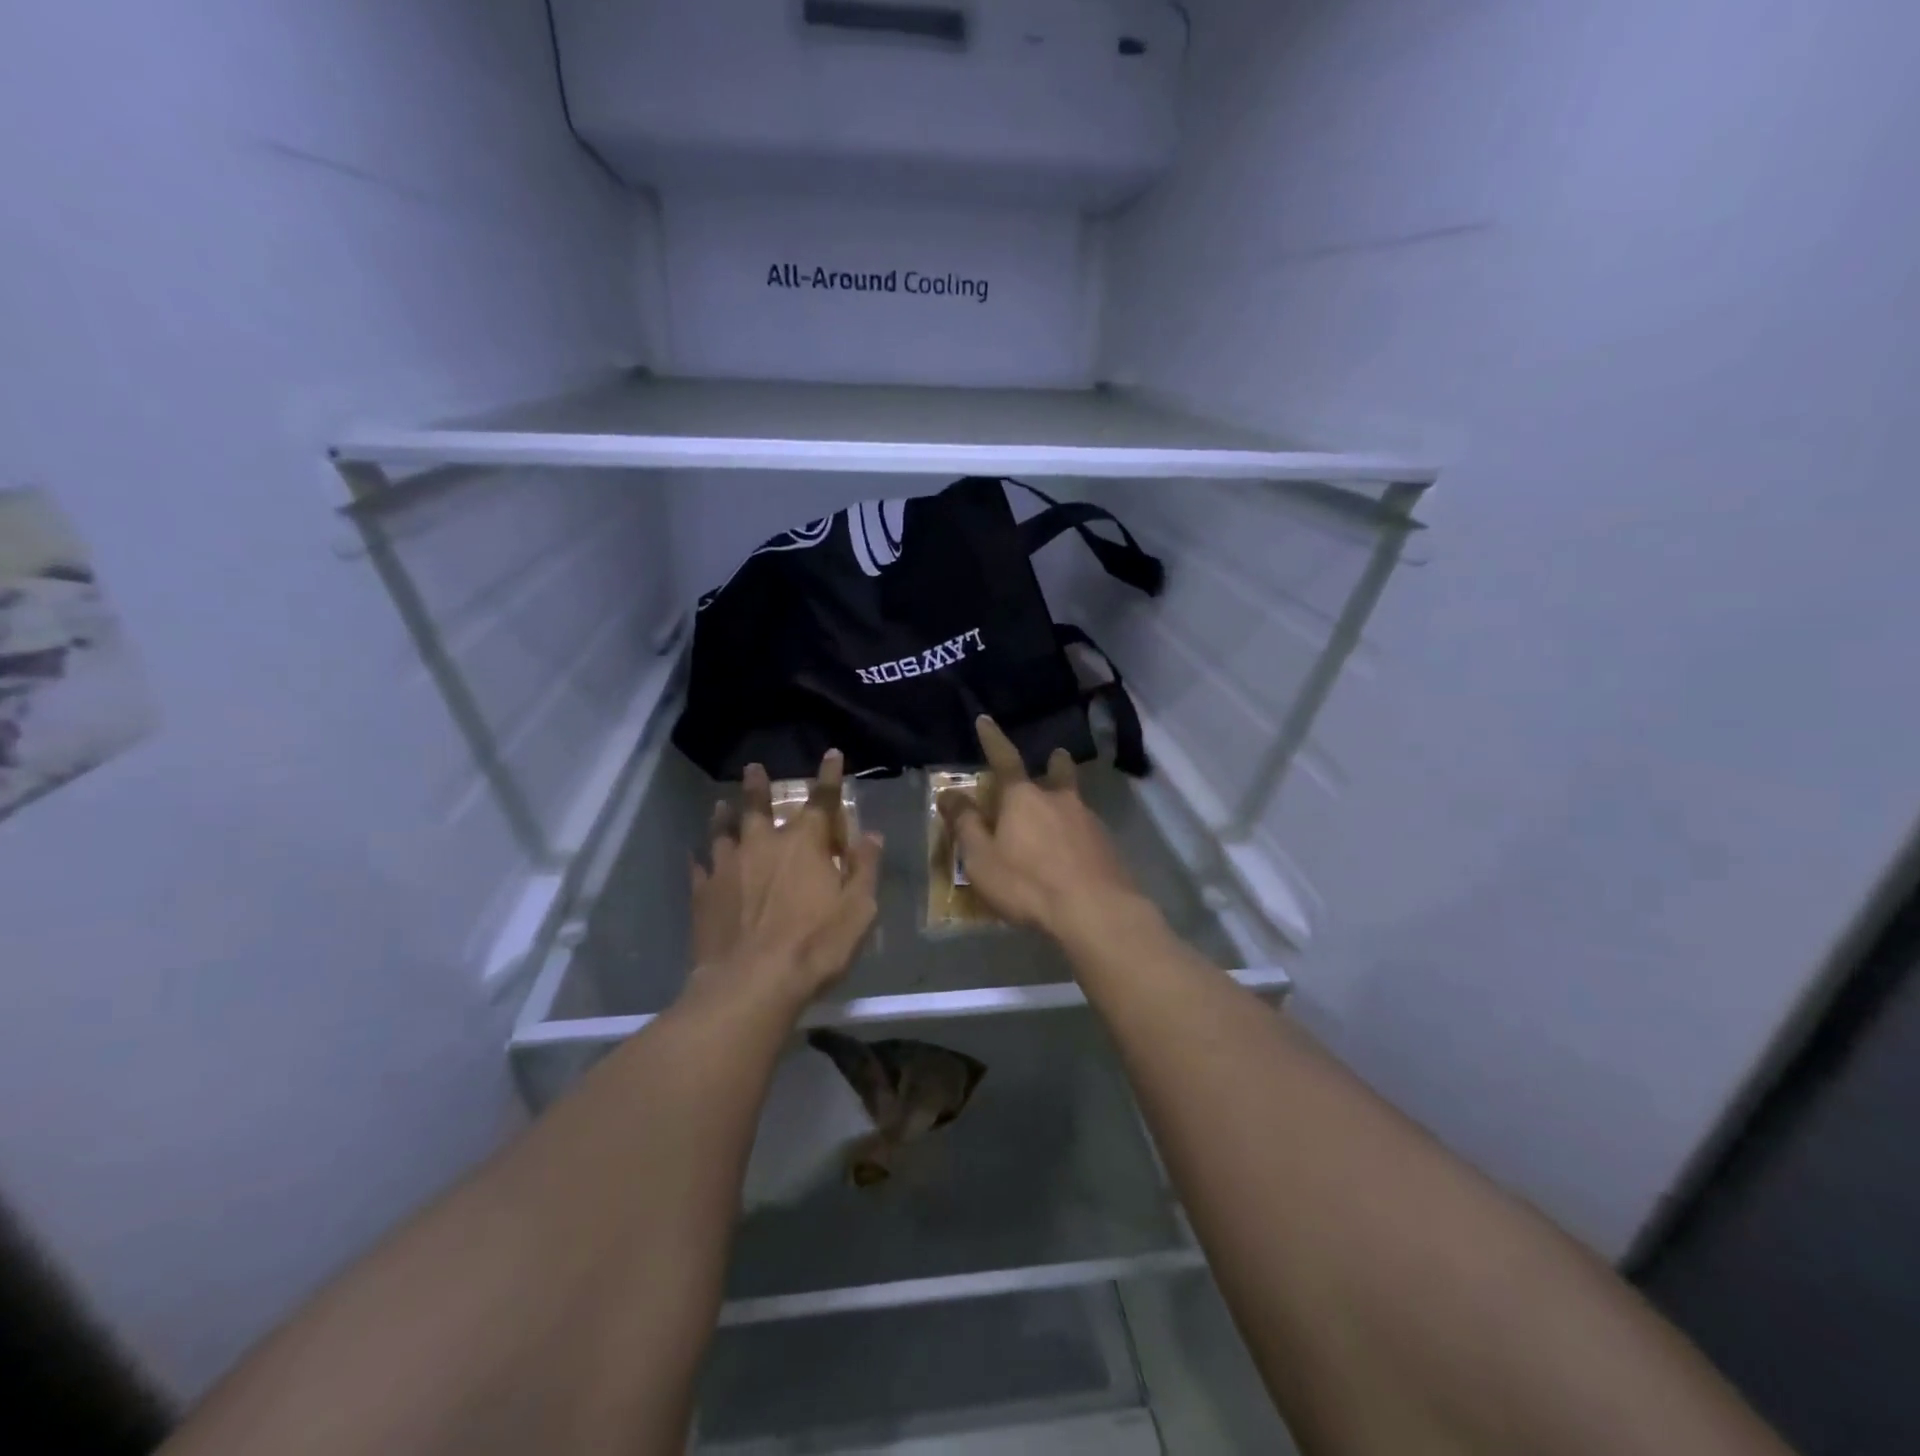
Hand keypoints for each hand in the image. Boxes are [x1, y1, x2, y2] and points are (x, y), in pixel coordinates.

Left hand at [688, 751, 882, 1014]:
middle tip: (753, 767)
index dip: (829, 776)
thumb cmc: (815, 945)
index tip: (831, 753)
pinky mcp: (704, 894)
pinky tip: (696, 858)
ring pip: (724, 830)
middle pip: (760, 805)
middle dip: (759, 785)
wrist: (751, 983)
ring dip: (724, 815)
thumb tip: (871, 835)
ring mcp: (728, 867)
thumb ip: (864, 868)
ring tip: (720, 804)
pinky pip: (699, 868)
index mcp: (805, 844)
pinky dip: (699, 860)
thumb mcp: (858, 909)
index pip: (822, 800)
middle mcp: (764, 844)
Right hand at [937, 717, 1151, 944]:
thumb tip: (948, 793)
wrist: (1095, 911)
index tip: (986, 720)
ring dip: (1066, 802)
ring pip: (1075, 802)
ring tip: (1060, 814)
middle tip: (1055, 758)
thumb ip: (965, 824)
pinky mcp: (1108, 846)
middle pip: (1058, 773)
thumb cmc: (1028, 883)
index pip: (1004, 759)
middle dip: (1054, 764)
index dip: (993, 739)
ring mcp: (1088, 821)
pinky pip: (1087, 830)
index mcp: (1023, 797)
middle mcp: (1059, 800)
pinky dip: (1078, 834)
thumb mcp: (981, 858)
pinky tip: (1075, 852)